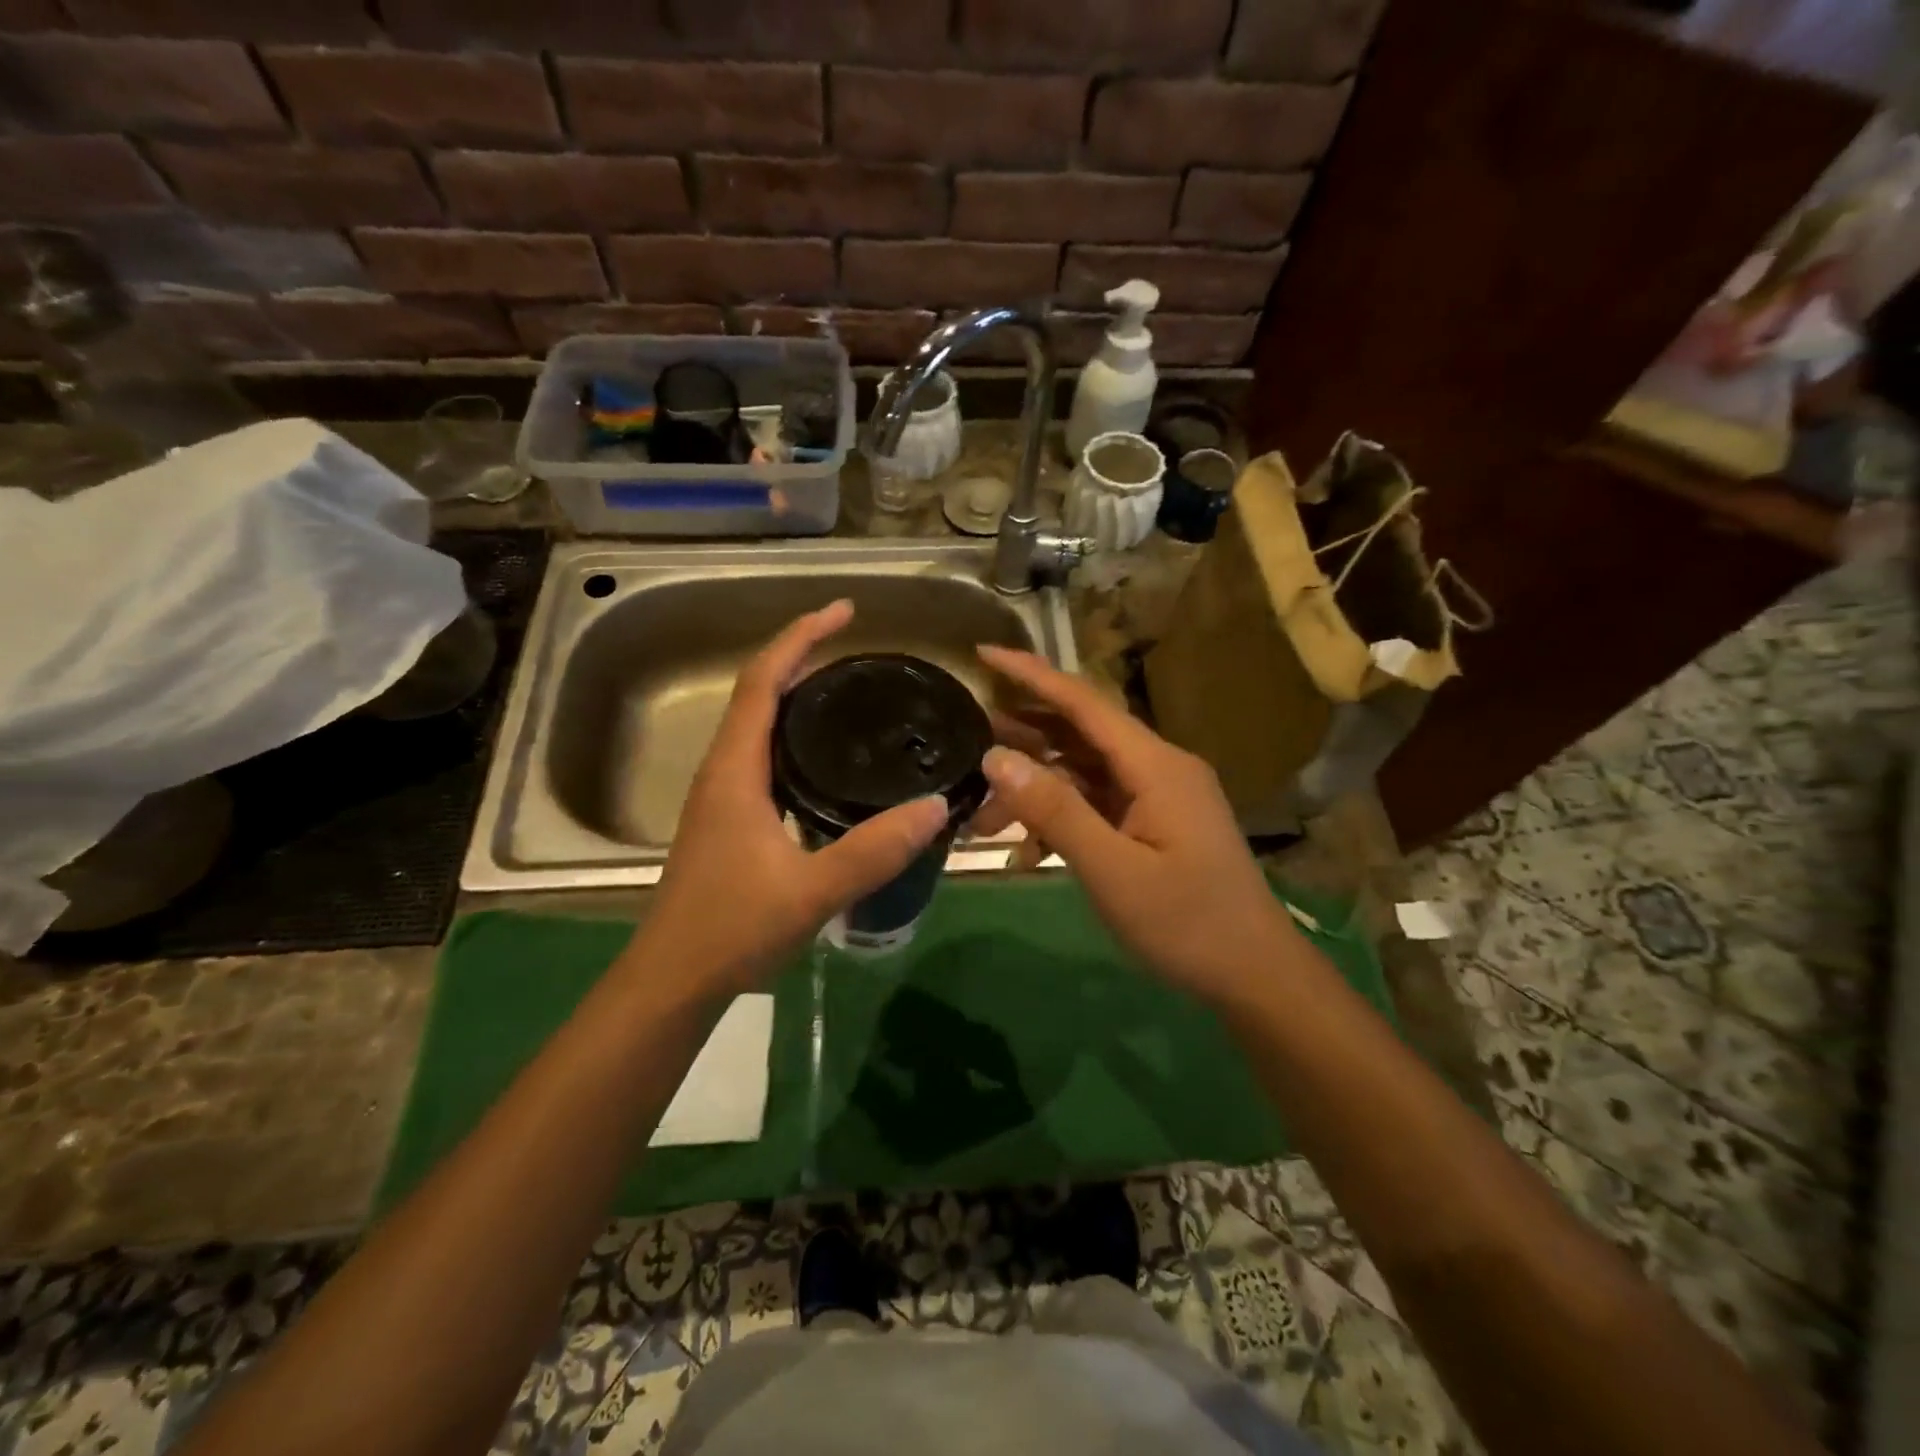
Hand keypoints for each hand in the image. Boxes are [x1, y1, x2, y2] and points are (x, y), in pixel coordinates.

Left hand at [632, 601, 949, 998]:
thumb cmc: (731, 930)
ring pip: (758, 724)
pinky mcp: (729, 819)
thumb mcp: (811, 891)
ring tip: (849, 688)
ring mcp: (722, 796)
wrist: (673, 981)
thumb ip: (874, 851)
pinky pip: (763, 754)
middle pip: (758, 692)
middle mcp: (723, 771)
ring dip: (795, 693)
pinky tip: (828, 757)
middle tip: (856, 645)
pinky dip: (794, 733)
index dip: (800, 637)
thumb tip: (935, 806)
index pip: (763, 682)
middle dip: (802, 656)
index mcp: (734, 771)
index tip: (843, 612)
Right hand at [975, 645, 1304, 1005]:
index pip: (1083, 702)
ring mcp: (1159, 795)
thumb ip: (1055, 812)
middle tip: (966, 738)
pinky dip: (1061, 816)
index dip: (1031, 674)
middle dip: (1023, 736)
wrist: (1255, 975)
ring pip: (1084, 771)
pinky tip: (1027, 849)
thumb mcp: (1112, 871)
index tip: (984, 653)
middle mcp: (1157, 767)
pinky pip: (1098, 803)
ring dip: (1036, 786)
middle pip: (1080, 732)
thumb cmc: (1187, 923)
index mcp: (1155, 764)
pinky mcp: (1155, 822)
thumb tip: (996, 757)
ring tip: (981, 812)